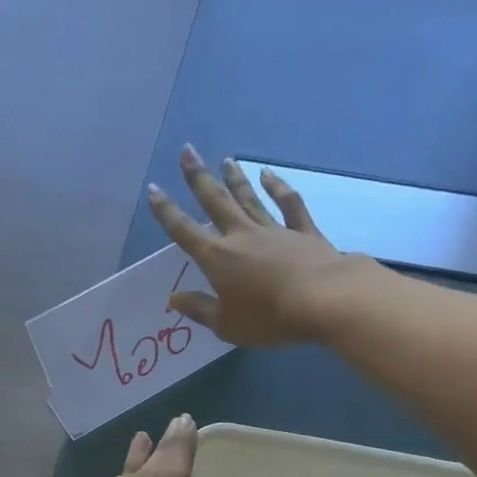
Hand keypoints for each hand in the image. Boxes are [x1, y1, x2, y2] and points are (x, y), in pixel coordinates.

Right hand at [146, 145, 356, 347]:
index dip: (167, 212)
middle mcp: (242, 236)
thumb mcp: (226, 324)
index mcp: (218, 259)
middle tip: (187, 151)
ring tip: (224, 160)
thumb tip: (174, 297)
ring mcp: (274, 231)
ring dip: (235, 179)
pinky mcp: (303, 232)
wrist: (322, 301)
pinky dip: (278, 187)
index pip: (185, 232)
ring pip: (249, 198)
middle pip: (216, 202)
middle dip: (198, 178)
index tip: (154, 189)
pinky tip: (268, 175)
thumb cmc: (267, 318)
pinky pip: (288, 205)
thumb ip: (199, 309)